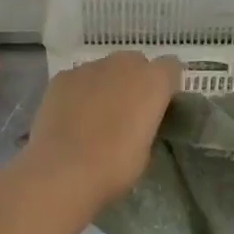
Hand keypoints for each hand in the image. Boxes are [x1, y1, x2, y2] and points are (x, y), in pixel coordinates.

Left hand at [23, 52, 181, 210]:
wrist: (64, 170)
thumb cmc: (116, 166)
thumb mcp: (146, 151)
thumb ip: (148, 125)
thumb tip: (138, 123)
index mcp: (153, 81)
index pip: (171, 68)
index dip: (166, 87)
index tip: (160, 107)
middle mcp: (123, 64)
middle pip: (136, 63)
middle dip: (135, 81)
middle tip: (128, 111)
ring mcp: (89, 68)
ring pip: (105, 69)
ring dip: (106, 85)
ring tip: (95, 115)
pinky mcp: (62, 77)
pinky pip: (78, 79)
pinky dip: (79, 92)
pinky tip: (72, 116)